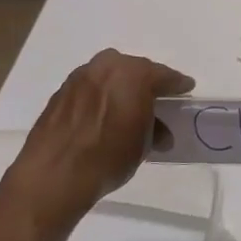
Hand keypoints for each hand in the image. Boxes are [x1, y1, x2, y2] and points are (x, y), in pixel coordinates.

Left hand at [1, 49, 193, 220]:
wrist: (54, 173)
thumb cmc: (108, 157)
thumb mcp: (142, 146)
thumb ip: (154, 131)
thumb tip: (160, 132)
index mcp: (134, 75)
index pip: (163, 75)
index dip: (177, 84)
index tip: (186, 88)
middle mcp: (107, 66)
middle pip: (134, 69)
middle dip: (146, 82)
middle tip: (155, 98)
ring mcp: (80, 76)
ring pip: (109, 74)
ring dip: (120, 86)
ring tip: (126, 106)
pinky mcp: (61, 91)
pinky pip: (90, 86)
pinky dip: (99, 95)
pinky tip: (101, 113)